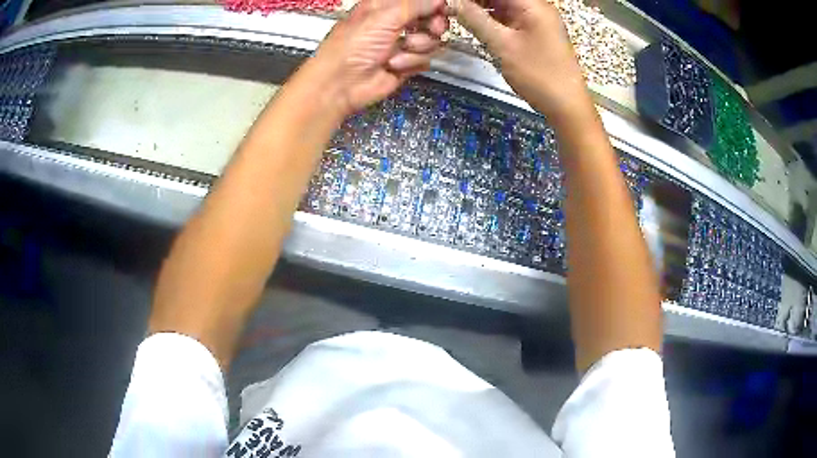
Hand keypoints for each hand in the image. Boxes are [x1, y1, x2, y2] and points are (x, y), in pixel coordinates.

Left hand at [301, 0, 448, 117]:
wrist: (341, 83)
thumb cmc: (355, 44)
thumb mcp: (384, 16)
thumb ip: (415, 5)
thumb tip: (439, 0)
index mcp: (387, 5)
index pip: (419, 1)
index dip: (434, 5)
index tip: (442, 9)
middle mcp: (396, 22)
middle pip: (432, 19)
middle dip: (434, 24)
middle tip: (433, 28)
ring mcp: (403, 43)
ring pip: (431, 40)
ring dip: (418, 46)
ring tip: (398, 51)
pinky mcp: (407, 64)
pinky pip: (425, 59)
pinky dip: (411, 62)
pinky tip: (394, 65)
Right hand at [452, 0, 592, 123]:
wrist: (567, 105)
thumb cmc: (538, 75)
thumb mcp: (503, 45)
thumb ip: (476, 20)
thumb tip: (453, 3)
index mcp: (533, 5)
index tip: (452, 3)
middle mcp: (536, 7)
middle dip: (475, 1)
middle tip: (451, 9)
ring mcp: (537, 20)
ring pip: (503, 5)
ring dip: (481, 8)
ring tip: (458, 15)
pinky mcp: (535, 32)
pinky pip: (509, 17)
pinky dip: (492, 19)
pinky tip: (475, 23)